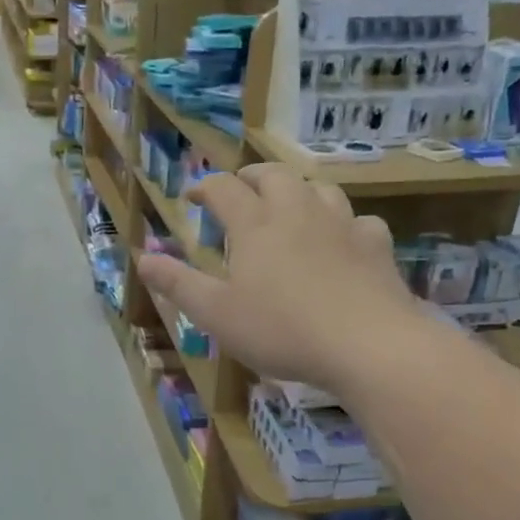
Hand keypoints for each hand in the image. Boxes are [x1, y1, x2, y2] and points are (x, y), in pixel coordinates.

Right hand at [136, 165, 419, 390]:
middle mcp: (297, 212)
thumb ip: (178, 284)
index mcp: (255, 225)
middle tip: (240, 190)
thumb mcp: (216, 314)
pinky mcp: (376, 246)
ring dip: (298, 189)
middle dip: (252, 177)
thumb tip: (142, 258)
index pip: (224, 188)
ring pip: (318, 188)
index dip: (205, 187)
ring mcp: (342, 225)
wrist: (370, 345)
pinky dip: (343, 223)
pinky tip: (342, 240)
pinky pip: (359, 220)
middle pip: (274, 175)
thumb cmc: (282, 330)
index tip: (193, 197)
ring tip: (289, 206)